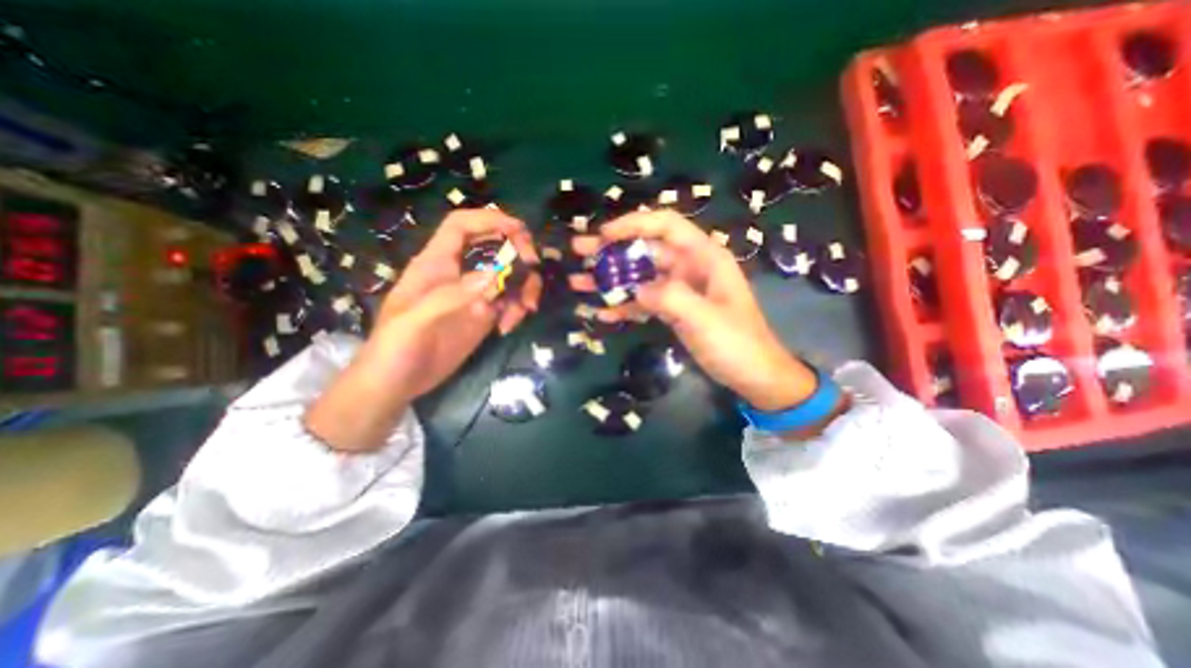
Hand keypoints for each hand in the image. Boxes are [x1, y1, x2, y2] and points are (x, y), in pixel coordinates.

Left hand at [309, 212, 546, 449]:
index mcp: (435, 264)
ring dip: (524, 287)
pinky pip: (510, 301)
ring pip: (509, 275)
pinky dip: (518, 309)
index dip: (490, 219)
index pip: (461, 226)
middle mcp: (459, 273)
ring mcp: (475, 295)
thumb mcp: (414, 321)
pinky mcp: (485, 315)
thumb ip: (450, 296)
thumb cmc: (394, 348)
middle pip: (495, 246)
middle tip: (532, 269)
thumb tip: (493, 276)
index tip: (519, 231)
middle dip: (518, 252)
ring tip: (524, 310)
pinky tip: (509, 327)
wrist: (396, 383)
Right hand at [569, 211, 813, 412]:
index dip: (634, 224)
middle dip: (611, 250)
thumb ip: (669, 298)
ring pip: (639, 276)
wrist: (753, 376)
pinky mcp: (672, 310)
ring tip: (578, 282)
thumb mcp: (704, 319)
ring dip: (610, 279)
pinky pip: (643, 302)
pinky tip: (601, 314)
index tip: (604, 235)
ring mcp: (678, 290)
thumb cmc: (737, 344)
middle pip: (645, 250)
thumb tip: (635, 288)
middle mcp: (688, 267)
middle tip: (579, 251)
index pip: (665, 225)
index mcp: (703, 257)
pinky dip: (623, 306)